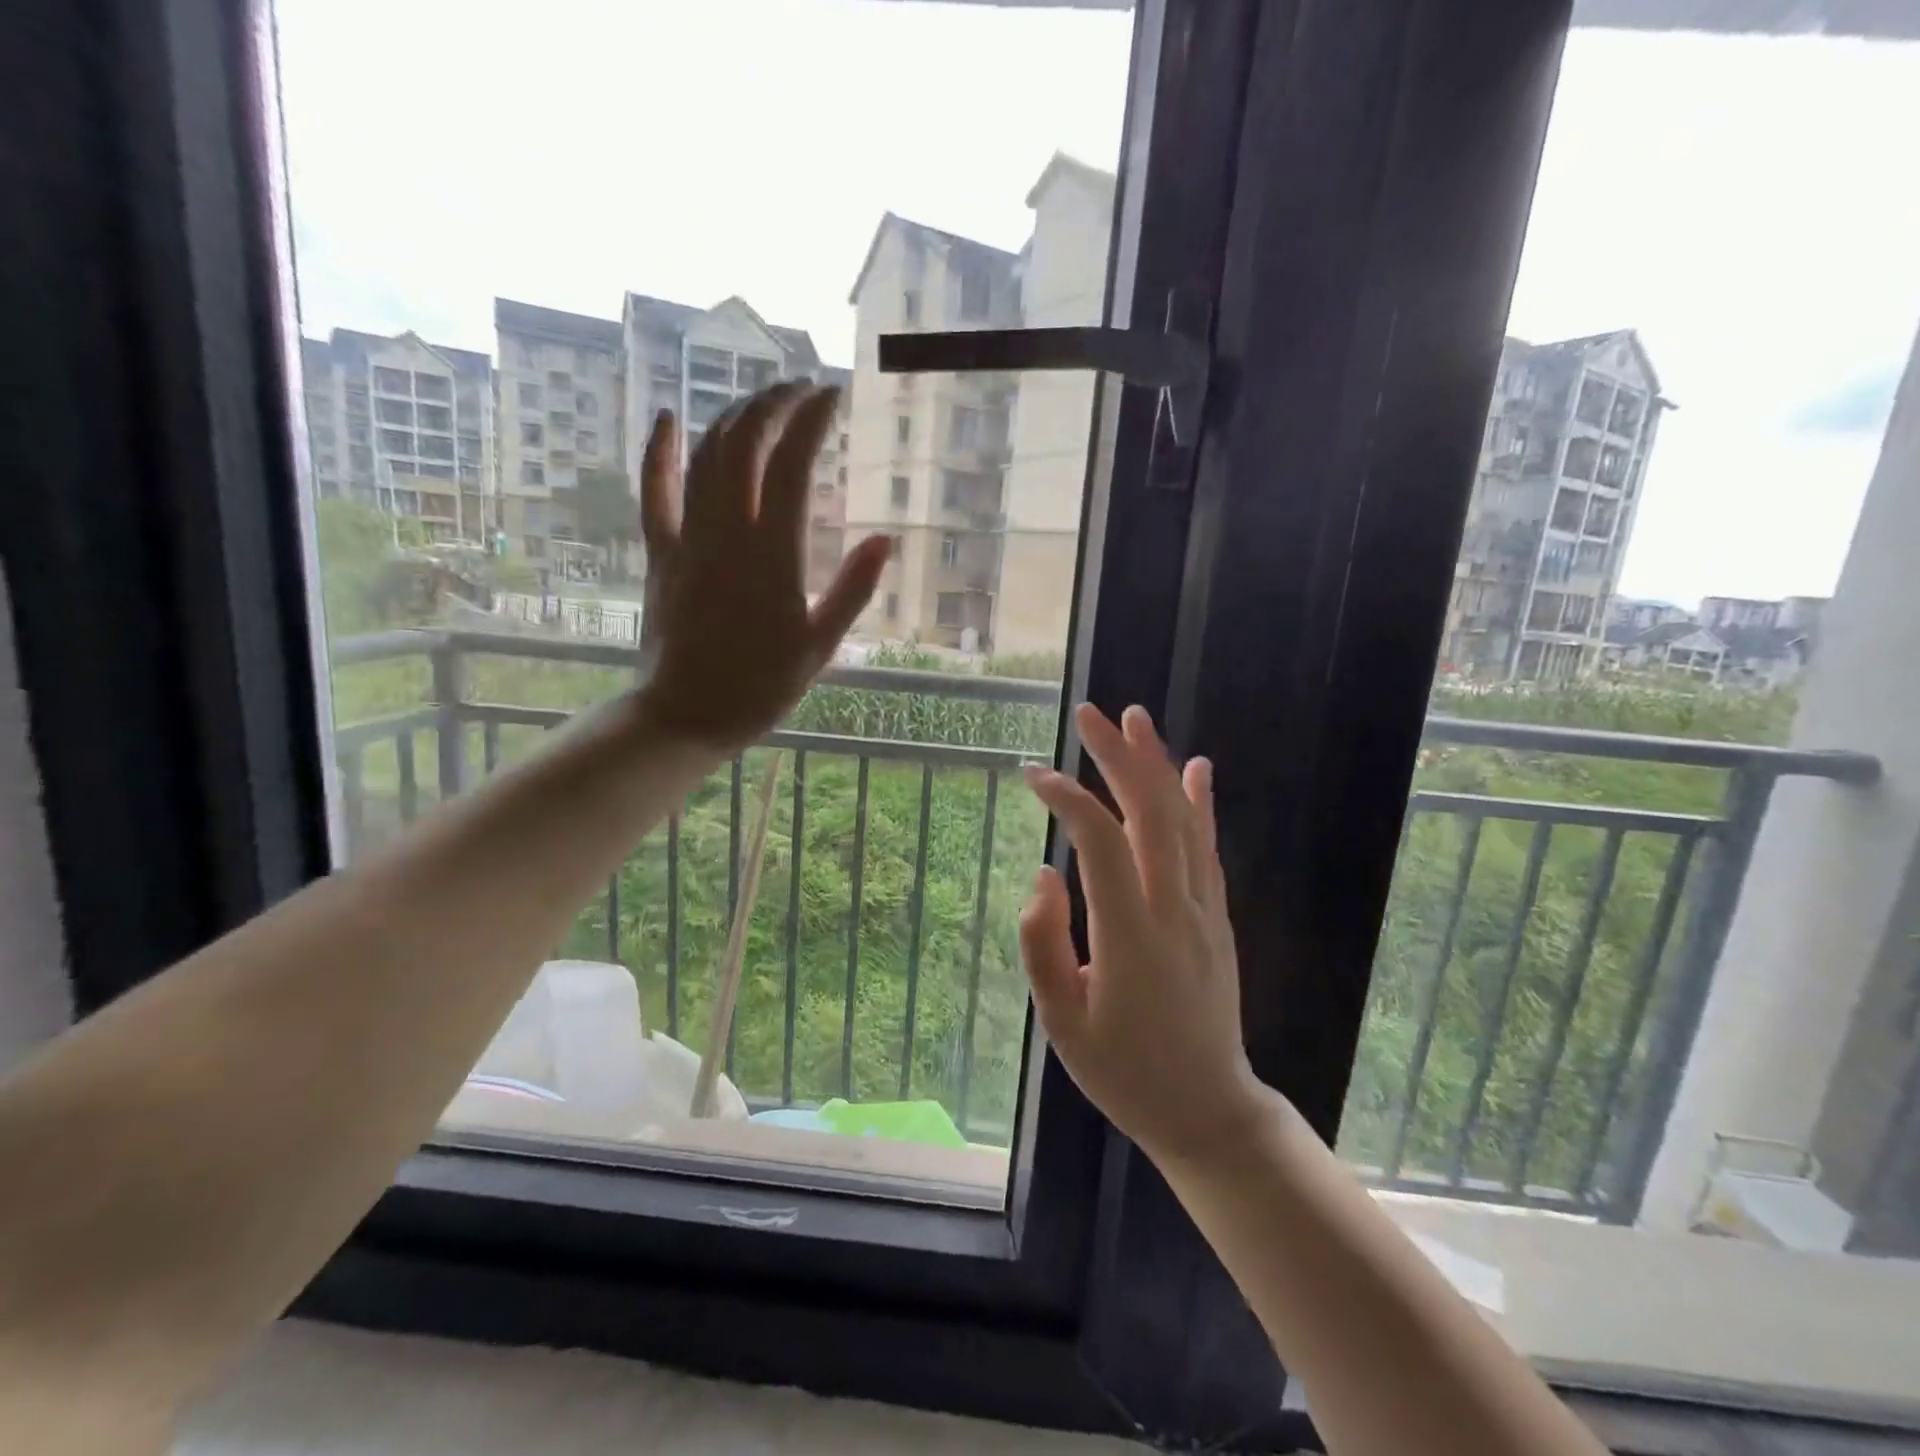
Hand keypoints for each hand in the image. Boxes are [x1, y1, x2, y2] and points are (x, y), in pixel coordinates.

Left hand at [636, 383, 889, 749]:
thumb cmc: (762, 686)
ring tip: (759, 400)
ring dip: (731, 418)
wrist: (687, 714)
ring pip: (704, 457)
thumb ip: (853, 590)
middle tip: (798, 389)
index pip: (792, 466)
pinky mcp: (661, 553)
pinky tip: (665, 417)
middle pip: (745, 445)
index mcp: (773, 556)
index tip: (830, 396)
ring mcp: (688, 540)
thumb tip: (886, 539)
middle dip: (772, 404)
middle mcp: (728, 534)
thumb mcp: (821, 645)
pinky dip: (658, 452)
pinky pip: (654, 492)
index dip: (811, 421)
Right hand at [1020, 703, 1265, 1163]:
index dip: (1066, 798)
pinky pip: (1208, 849)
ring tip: (1136, 718)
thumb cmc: (1122, 1071)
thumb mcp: (1061, 1022)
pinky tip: (1195, 768)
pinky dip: (1201, 803)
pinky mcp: (1218, 918)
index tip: (1032, 775)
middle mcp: (1174, 910)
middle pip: (1149, 814)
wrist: (1207, 1110)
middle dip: (1118, 757)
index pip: (1099, 842)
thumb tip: (1043, 874)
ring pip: (1183, 822)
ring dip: (1157, 765)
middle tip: (1089, 714)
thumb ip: (1044, 943)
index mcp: (1130, 936)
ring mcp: (1204, 911)